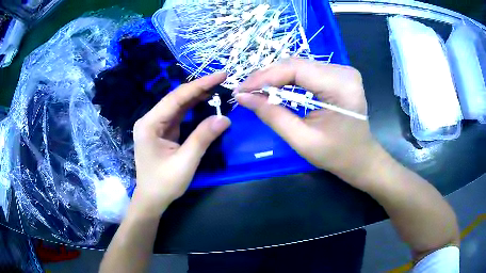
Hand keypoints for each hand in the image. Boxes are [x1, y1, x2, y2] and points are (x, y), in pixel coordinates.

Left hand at [132, 73, 230, 213]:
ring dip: (197, 96)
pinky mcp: (162, 131)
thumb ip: (202, 138)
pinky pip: (178, 115)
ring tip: (217, 88)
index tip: (220, 75)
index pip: (176, 98)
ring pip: (178, 105)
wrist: (151, 199)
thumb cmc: (164, 184)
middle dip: (199, 88)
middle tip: (222, 80)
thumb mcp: (185, 162)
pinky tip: (205, 102)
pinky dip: (193, 108)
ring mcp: (155, 125)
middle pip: (176, 98)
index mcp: (149, 124)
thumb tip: (224, 118)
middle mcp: (150, 120)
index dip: (199, 85)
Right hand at [235, 59, 380, 185]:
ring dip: (275, 76)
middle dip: (267, 76)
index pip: (296, 69)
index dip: (264, 76)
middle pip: (296, 64)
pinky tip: (274, 87)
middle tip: (245, 91)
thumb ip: (272, 115)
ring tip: (255, 89)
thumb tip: (242, 97)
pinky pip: (307, 71)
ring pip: (299, 66)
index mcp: (341, 86)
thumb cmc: (336, 155)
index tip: (241, 89)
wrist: (360, 158)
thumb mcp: (302, 140)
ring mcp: (343, 71)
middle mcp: (344, 71)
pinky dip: (288, 78)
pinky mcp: (339, 74)